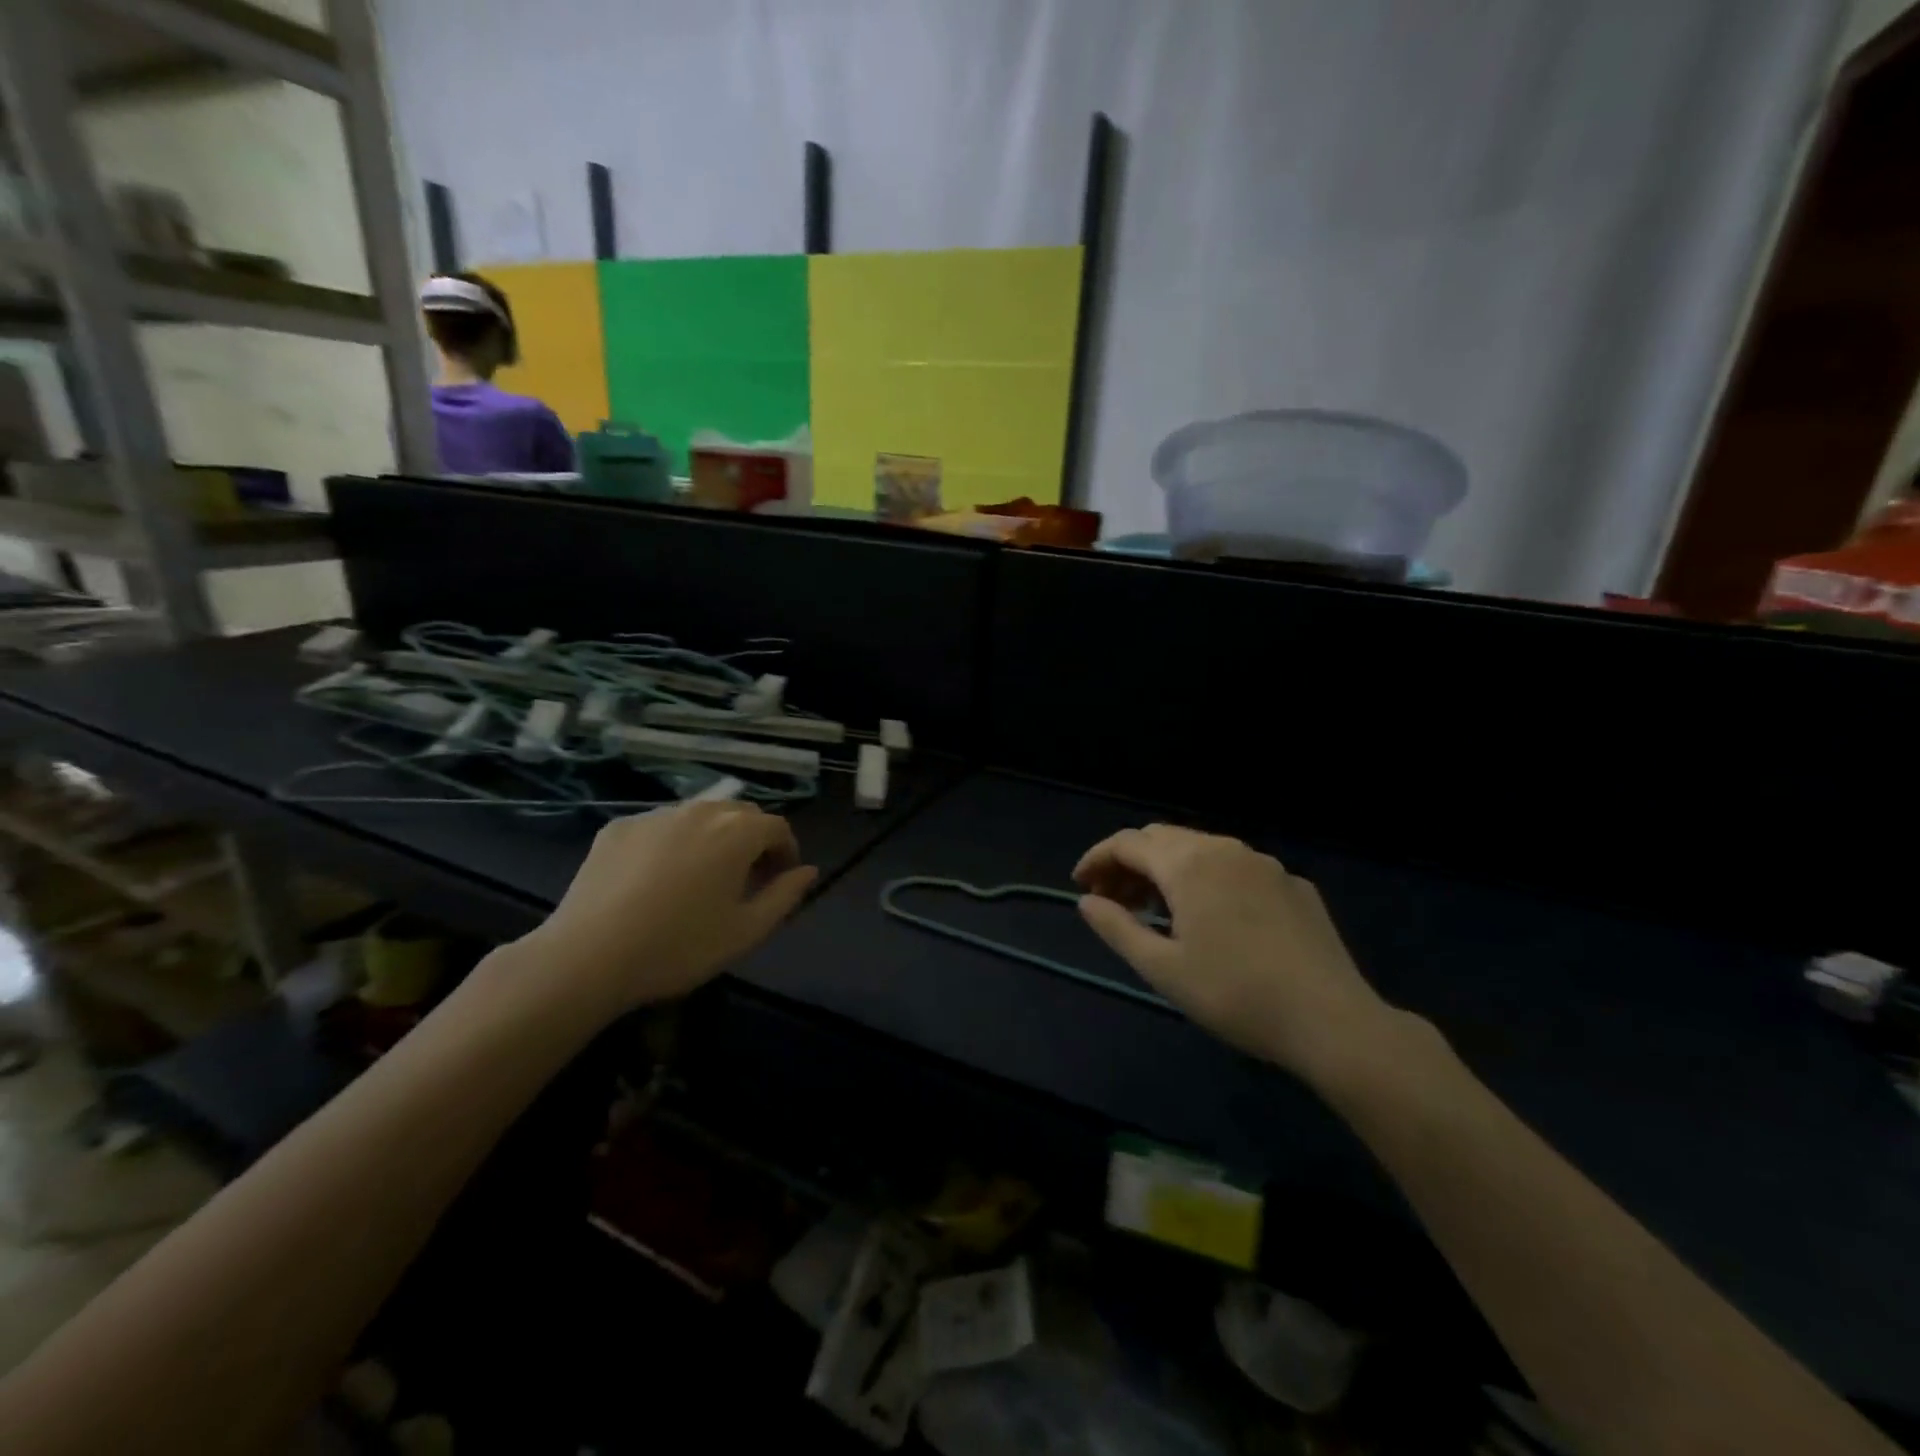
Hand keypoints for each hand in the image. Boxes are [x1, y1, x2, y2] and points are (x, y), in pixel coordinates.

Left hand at [510, 800, 816, 1021]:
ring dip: (714, 838)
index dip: (786, 852)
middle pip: (741, 814)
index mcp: (737, 832)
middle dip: (753, 840)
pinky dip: (673, 842)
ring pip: (699, 816)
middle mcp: (700, 811)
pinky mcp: (619, 827)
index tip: (780, 881)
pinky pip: (661, 826)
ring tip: (702, 877)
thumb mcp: (746, 931)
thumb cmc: (680, 947)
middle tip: (746, 879)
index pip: (778, 827)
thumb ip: (785, 896)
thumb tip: (808, 871)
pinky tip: (657, 879)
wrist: (588, 957)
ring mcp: (655, 815)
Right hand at [1074, 825, 1401, 1084]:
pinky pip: (1235, 868)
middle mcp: (1224, 849)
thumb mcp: (1162, 968)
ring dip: (1168, 870)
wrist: (1330, 1020)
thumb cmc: (1234, 994)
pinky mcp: (1292, 884)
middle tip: (1113, 900)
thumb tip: (1087, 902)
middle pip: (1162, 839)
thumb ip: (1116, 927)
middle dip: (1130, 863)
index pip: (1127, 843)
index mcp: (1188, 864)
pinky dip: (1207, 880)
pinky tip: (1213, 918)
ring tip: (1156, 909)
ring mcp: (1264, 863)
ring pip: (1201, 850)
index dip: (1096, 859)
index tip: (1080, 885)